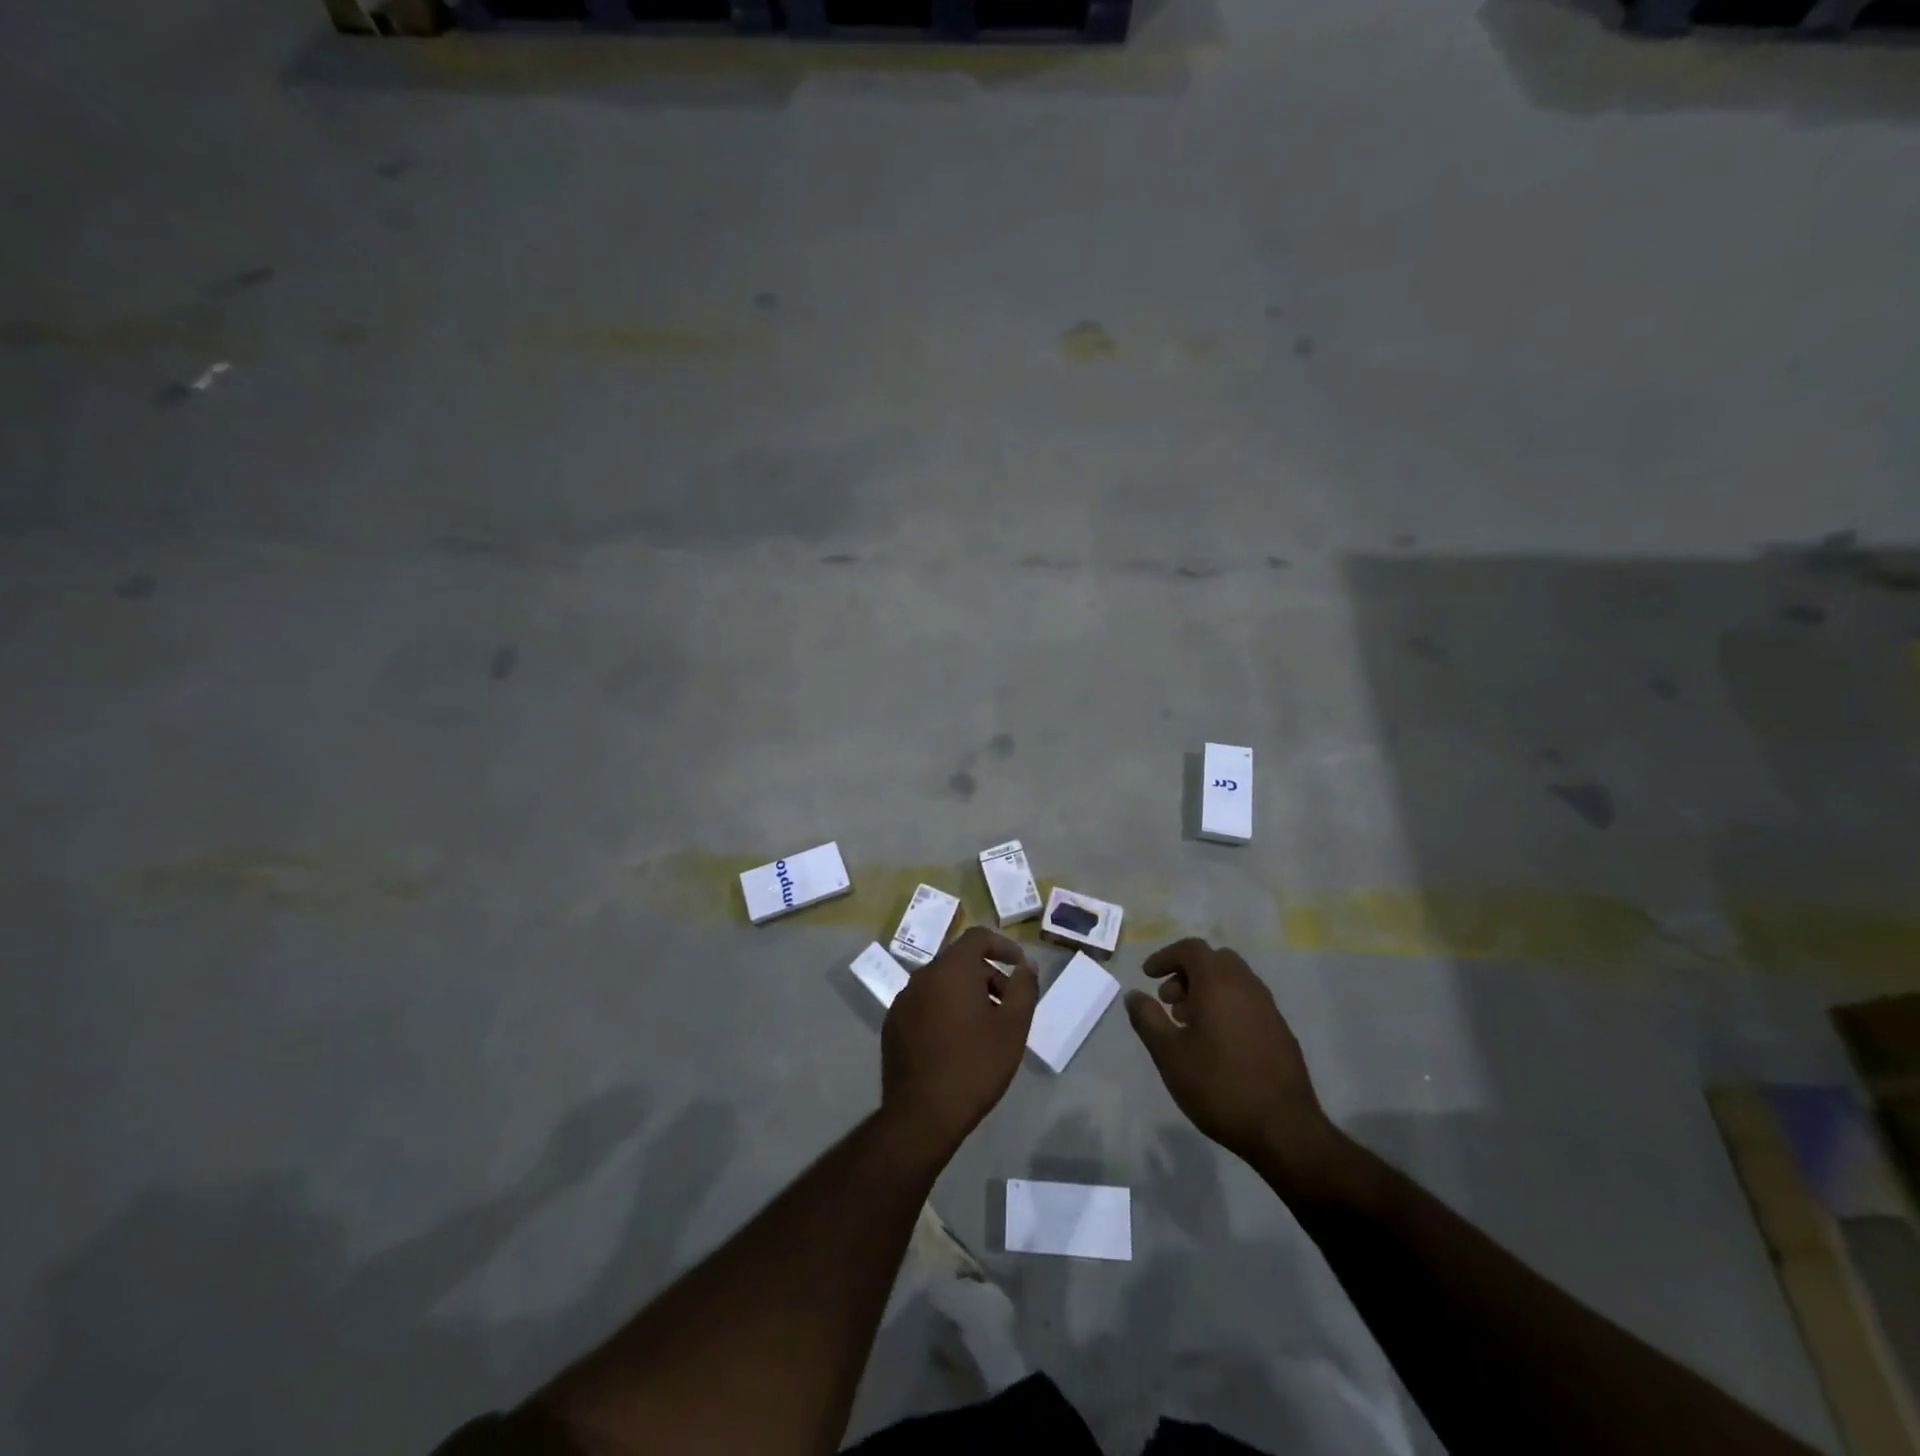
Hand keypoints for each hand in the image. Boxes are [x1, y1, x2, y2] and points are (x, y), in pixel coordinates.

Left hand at [882, 926, 1039, 1158]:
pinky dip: (944, 1011)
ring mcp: (903, 1001)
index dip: (1003, 946)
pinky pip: (925, 1004)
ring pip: (941, 984)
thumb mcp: (1013, 1027)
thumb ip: (1023, 988)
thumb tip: (1026, 966)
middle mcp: (922, 976)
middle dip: (988, 976)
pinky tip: (956, 1044)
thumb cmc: (975, 1066)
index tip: (1020, 968)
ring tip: (984, 1029)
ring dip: (966, 995)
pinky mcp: (893, 1024)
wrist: (922, 1114)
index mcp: (951, 970)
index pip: (978, 937)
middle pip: (960, 962)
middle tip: (1008, 1008)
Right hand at [1126, 938, 1345, 1198]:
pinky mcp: (1281, 1032)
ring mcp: (1269, 1009)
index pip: (1191, 949)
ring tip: (1188, 1024)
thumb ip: (1147, 1019)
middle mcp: (1247, 986)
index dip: (1165, 956)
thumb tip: (1134, 995)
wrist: (1284, 1130)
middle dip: (1187, 972)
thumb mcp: (1169, 1054)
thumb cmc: (1219, 1086)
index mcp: (1219, 983)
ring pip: (1234, 981)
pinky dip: (1227, 1006)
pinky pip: (1248, 1002)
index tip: (1148, 976)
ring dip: (1207, 990)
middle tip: (1169, 1001)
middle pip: (1214, 960)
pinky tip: (1216, 1043)